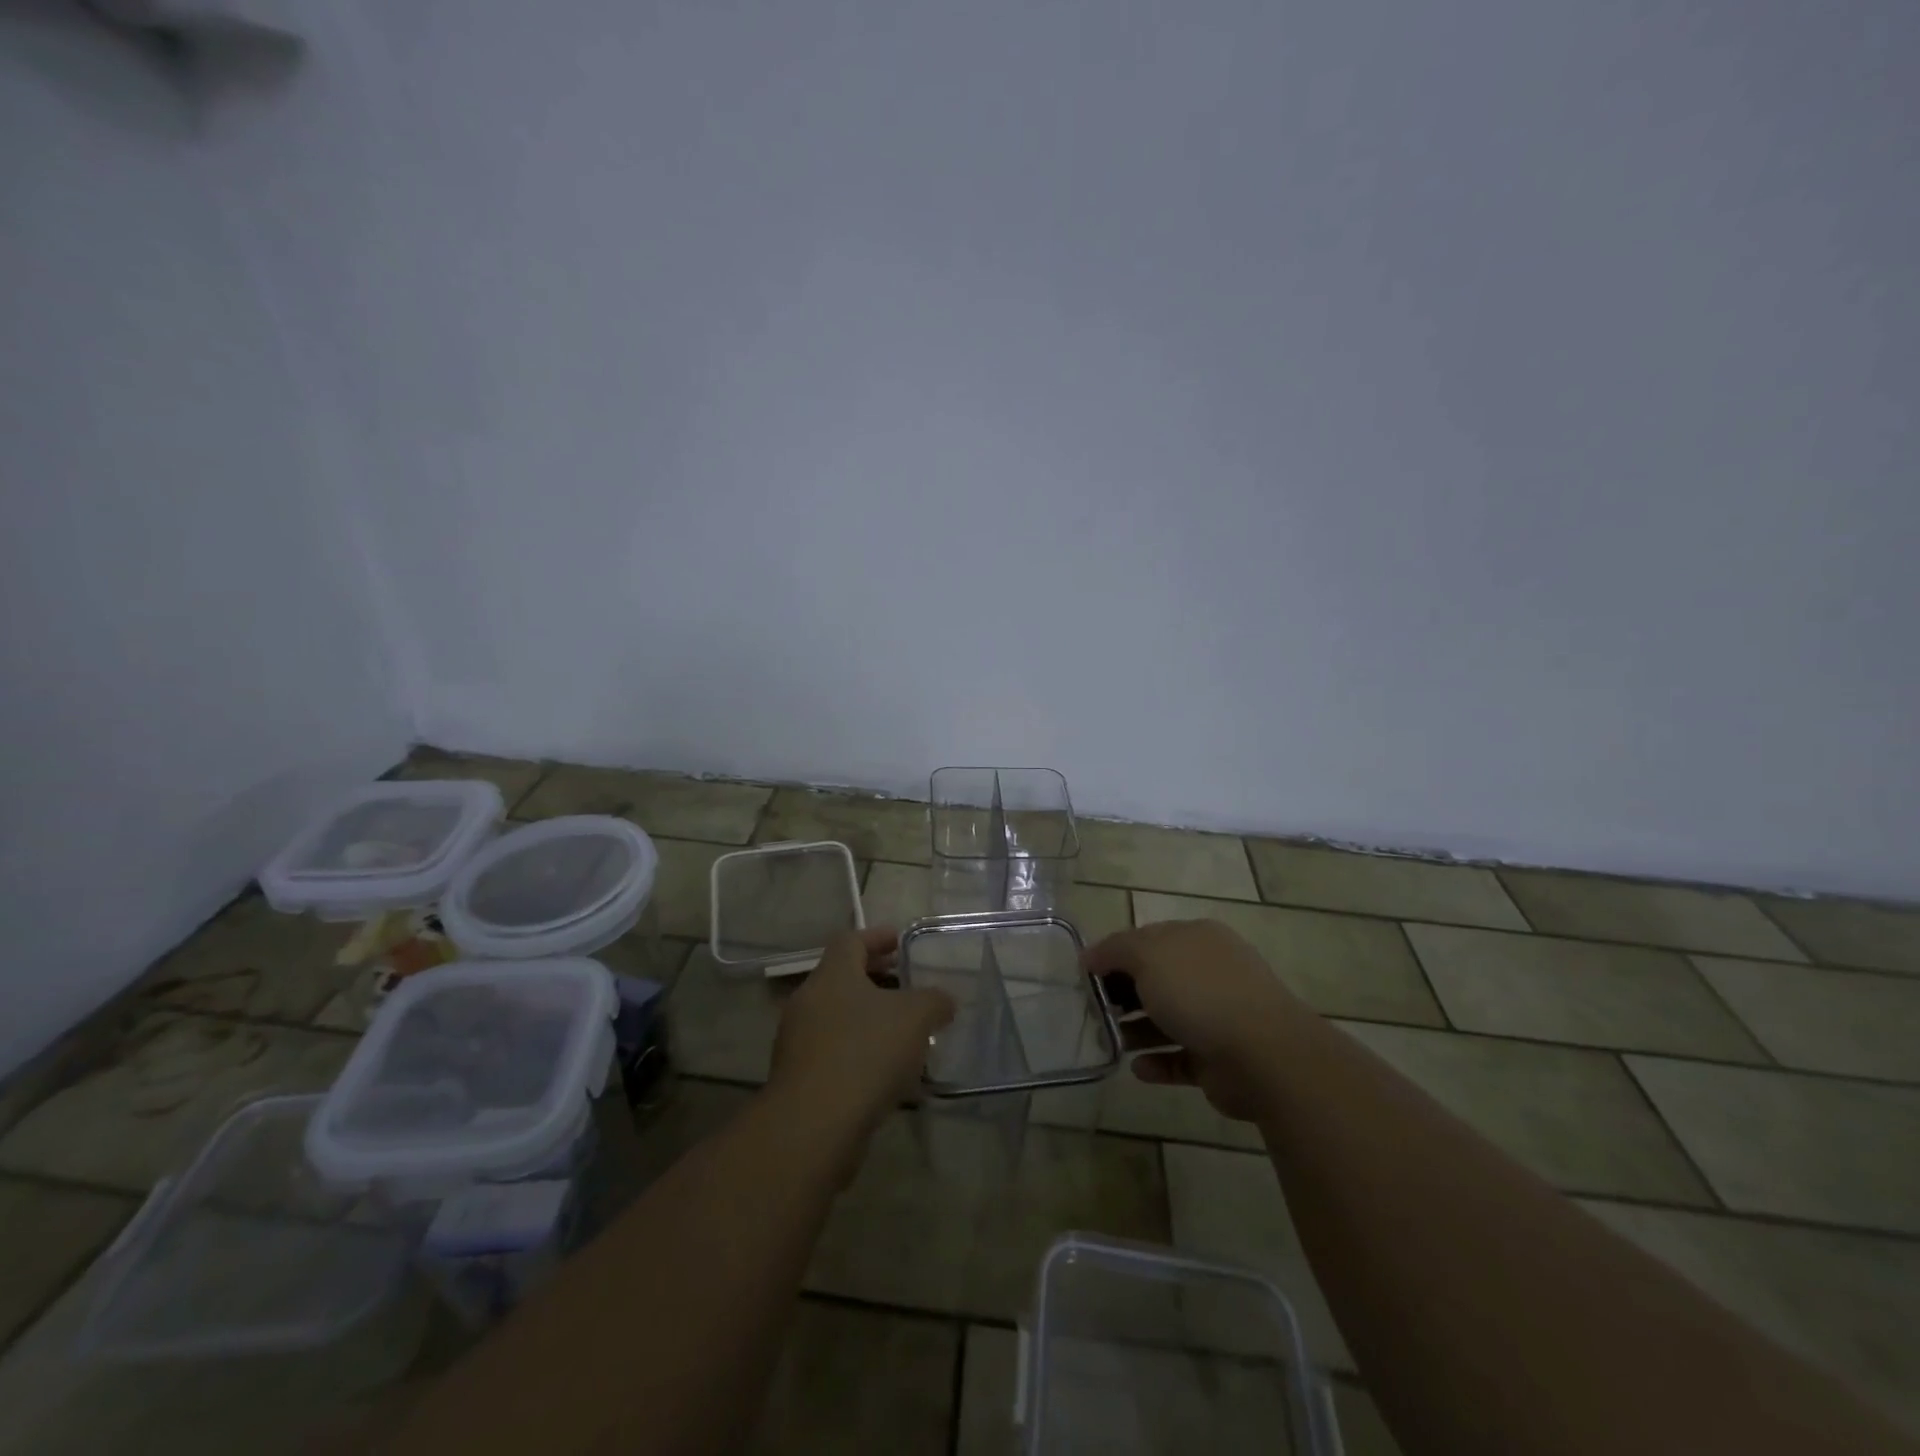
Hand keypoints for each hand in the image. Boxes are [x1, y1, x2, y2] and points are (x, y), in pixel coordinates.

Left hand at [768, 927, 955, 1143]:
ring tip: (905, 1035)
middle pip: (843, 979)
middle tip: (907, 986)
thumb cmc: (865, 1053)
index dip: (877, 937)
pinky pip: (834, 1053)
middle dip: (877, 980)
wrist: (814, 1125)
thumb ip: (934, 1001)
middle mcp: (808, 1001)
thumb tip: (943, 1001)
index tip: (900, 941)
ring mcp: (798, 1041)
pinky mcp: (798, 1078)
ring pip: (839, 1018)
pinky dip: (860, 1053)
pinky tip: (887, 1074)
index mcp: (832, 974)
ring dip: (869, 1020)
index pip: (851, 940)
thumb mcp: (916, 1017)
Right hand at [1084, 920, 1303, 1120]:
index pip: (1147, 939)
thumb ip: (1115, 950)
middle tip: (1095, 1010)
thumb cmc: (1200, 992)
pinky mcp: (1219, 1058)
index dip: (1114, 954)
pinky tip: (1137, 1068)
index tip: (1085, 975)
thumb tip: (1090, 956)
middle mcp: (1209, 972)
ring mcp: (1218, 1015)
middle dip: (1124, 993)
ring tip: (1109, 1041)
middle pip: (1157, 979)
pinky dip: (1157, 1062)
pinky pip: (1180, 1058)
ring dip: (1137, 1030)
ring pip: (1167, 1019)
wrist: (1264, 1055)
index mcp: (1196, 939)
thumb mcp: (1147, 955)